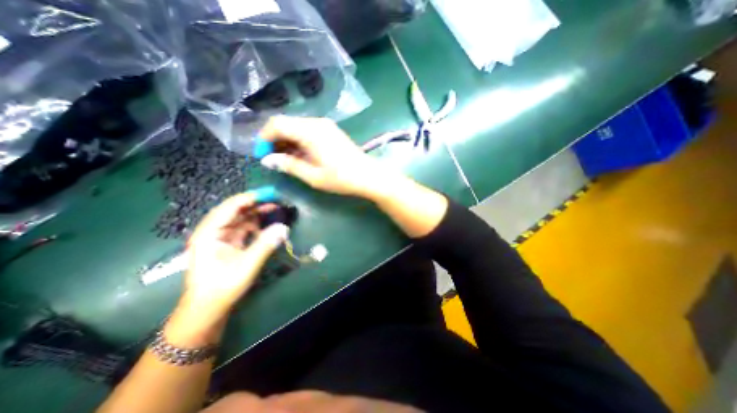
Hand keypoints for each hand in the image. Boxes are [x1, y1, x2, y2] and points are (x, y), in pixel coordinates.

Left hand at [173, 190, 286, 335]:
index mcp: (209, 234)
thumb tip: (283, 228)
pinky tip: (268, 224)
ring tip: (275, 208)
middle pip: (235, 211)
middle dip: (255, 204)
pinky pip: (244, 228)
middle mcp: (213, 232)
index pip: (229, 208)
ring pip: (241, 218)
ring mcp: (221, 237)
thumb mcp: (246, 266)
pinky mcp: (228, 243)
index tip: (268, 193)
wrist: (207, 309)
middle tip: (276, 199)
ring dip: (257, 213)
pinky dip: (257, 224)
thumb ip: (265, 245)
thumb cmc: (221, 288)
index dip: (249, 198)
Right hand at [257, 116, 393, 199]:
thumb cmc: (341, 178)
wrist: (368, 176)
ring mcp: (325, 125)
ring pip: (297, 126)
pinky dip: (299, 140)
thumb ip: (289, 165)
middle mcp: (316, 123)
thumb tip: (268, 159)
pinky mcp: (331, 131)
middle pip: (286, 123)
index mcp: (310, 131)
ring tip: (285, 159)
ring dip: (287, 140)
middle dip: (274, 139)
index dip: (264, 138)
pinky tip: (300, 154)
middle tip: (272, 159)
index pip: (277, 124)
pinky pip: (308, 130)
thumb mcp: (313, 176)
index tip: (262, 155)